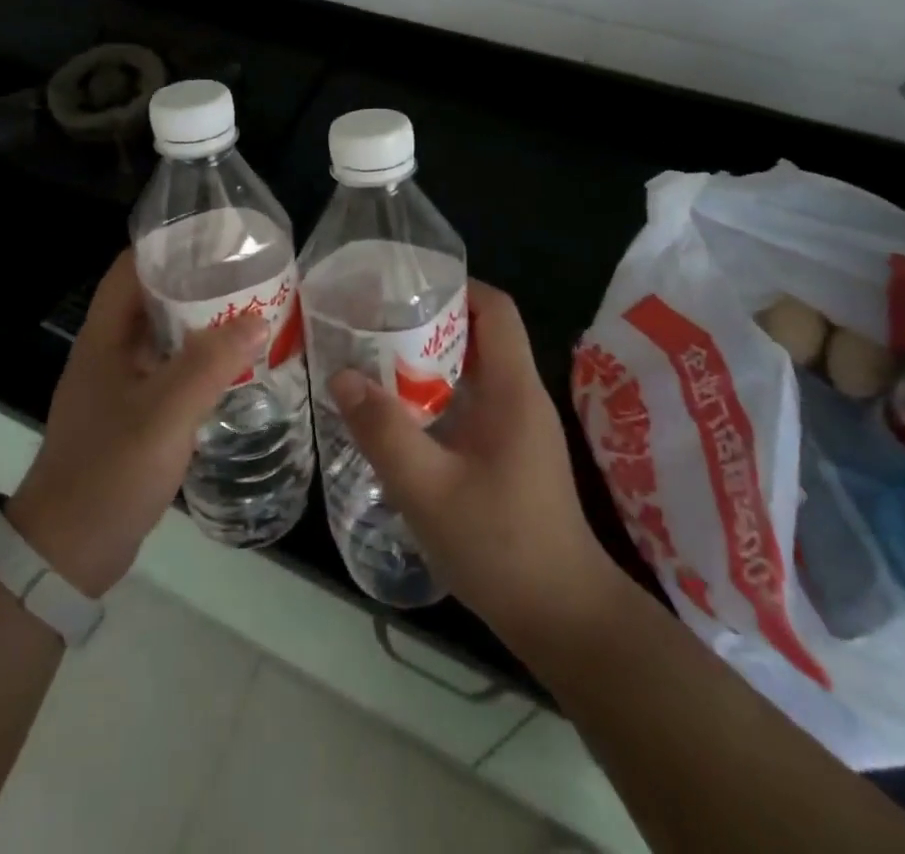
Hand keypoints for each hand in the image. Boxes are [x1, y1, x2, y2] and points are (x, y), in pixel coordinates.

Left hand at [7, 250, 266, 598]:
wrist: (68, 551)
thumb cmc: (110, 470)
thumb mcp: (164, 413)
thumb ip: (210, 363)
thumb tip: (258, 317)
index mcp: (105, 337)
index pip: (131, 268)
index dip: (169, 245)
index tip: (216, 238)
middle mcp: (110, 352)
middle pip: (153, 299)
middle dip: (197, 283)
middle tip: (249, 275)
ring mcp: (120, 385)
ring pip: (164, 337)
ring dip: (201, 324)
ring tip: (251, 313)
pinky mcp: (133, 415)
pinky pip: (170, 372)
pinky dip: (199, 362)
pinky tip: (234, 368)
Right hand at [327, 280, 613, 648]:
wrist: (563, 619)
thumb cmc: (501, 546)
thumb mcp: (428, 489)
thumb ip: (383, 431)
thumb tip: (341, 375)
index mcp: (512, 389)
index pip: (496, 308)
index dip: (455, 285)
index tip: (404, 286)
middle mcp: (520, 396)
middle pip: (480, 333)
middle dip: (429, 319)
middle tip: (373, 321)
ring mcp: (518, 427)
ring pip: (473, 370)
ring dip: (429, 359)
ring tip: (375, 358)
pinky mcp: (510, 453)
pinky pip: (472, 402)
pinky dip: (437, 394)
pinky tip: (399, 414)